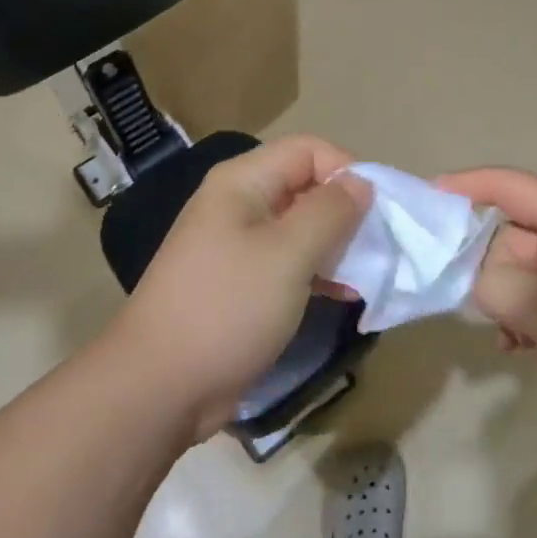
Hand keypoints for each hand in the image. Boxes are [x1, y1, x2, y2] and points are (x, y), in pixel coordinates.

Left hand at [114, 136, 370, 441]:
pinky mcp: (240, 283)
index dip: (346, 171)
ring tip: (365, 275)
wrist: (159, 387)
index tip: (377, 212)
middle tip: (377, 246)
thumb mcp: (288, 255)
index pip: (308, 150)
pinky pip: (288, 261)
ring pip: (300, 227)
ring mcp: (236, 245)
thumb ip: (330, 212)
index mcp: (242, 182)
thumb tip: (361, 182)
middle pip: (305, 186)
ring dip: (336, 245)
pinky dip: (317, 271)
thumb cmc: (227, 308)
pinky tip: (342, 295)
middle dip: (345, 211)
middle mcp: (238, 204)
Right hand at [438, 167, 536, 468]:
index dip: (464, 187)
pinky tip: (517, 349)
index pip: (509, 185)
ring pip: (528, 271)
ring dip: (503, 295)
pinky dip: (527, 318)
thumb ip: (496, 284)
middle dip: (479, 256)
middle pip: (515, 230)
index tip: (423, 200)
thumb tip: (474, 277)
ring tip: (494, 330)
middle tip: (443, 284)